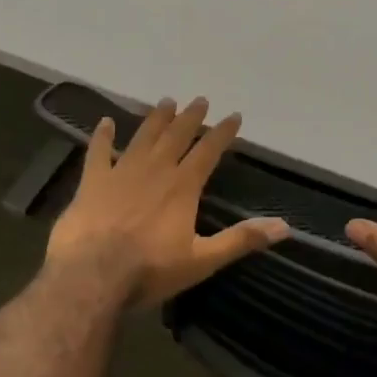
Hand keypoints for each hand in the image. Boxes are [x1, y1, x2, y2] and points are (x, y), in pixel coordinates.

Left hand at [45, 97, 288, 307]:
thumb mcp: (203, 260)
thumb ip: (241, 239)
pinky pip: (98, 152)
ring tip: (166, 102)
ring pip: (143, 137)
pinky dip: (102, 136)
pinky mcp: (92, 182)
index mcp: (183, 186)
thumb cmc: (150, 270)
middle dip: (191, 117)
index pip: (208, 151)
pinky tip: (105, 121)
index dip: (223, 132)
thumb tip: (285, 227)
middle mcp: (155, 170)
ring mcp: (121, 172)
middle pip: (177, 136)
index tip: (234, 115)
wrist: (91, 276)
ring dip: (156, 119)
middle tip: (200, 100)